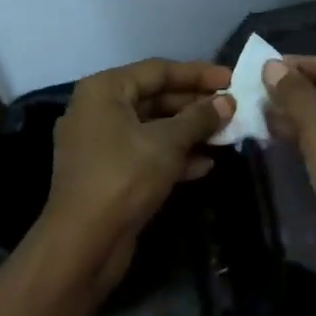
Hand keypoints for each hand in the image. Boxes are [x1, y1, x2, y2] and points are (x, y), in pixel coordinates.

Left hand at [42, 58, 233, 297]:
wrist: (83, 244)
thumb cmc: (124, 177)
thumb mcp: (168, 142)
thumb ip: (199, 118)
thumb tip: (227, 103)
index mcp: (104, 90)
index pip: (158, 70)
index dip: (198, 74)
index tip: (231, 79)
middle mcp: (98, 110)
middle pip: (155, 97)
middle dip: (195, 105)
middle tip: (232, 108)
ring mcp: (100, 144)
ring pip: (152, 128)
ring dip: (189, 132)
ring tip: (226, 135)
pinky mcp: (107, 173)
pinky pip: (145, 153)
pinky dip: (173, 156)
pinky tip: (205, 164)